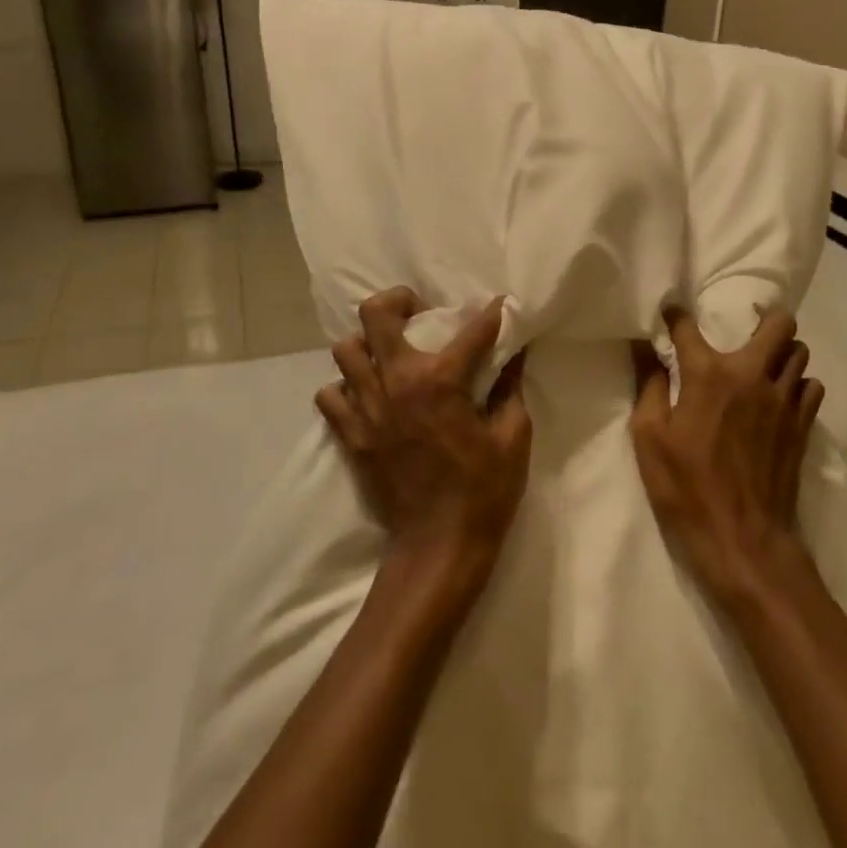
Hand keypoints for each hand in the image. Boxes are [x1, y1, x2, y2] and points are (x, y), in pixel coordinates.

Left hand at [316, 289, 530, 598]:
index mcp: (442, 380)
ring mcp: (367, 408)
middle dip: (398, 301)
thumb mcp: (513, 437)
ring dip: (367, 344)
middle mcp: (398, 382)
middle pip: (376, 315)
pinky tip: (367, 394)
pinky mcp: (351, 435)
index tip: (499, 306)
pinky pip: (330, 395)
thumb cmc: (484, 491)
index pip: (472, 330)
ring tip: (388, 353)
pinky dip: (345, 387)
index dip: (491, 314)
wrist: (438, 546)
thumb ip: (511, 388)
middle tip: (416, 311)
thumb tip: (516, 355)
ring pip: (345, 350)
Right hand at [629, 308, 825, 603]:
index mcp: (709, 374)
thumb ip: (649, 386)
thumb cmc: (686, 488)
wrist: (743, 540)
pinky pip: (811, 387)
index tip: (670, 313)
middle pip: (778, 325)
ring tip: (764, 365)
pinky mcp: (803, 426)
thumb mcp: (650, 438)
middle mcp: (752, 375)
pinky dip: (798, 384)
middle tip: (746, 330)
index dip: (675, 316)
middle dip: (764, 319)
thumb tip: (644, 349)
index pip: (688, 327)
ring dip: (782, 352)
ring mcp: (784, 400)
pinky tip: (780, 398)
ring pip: (799, 353)